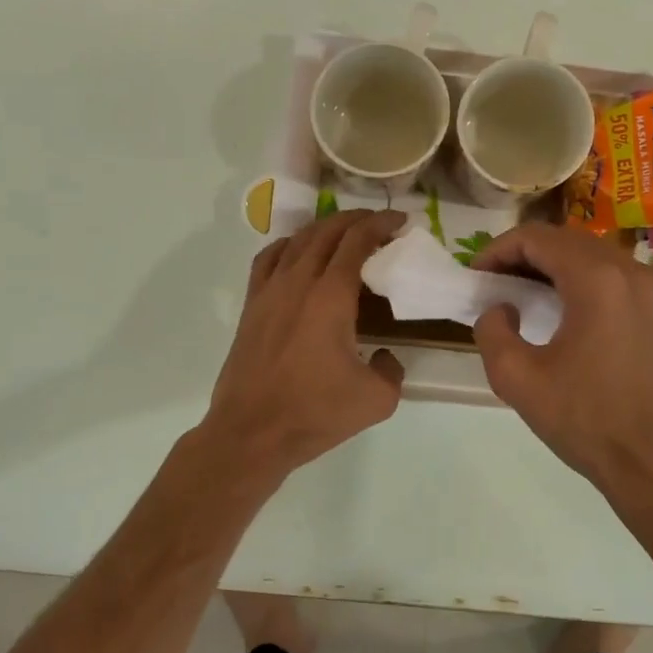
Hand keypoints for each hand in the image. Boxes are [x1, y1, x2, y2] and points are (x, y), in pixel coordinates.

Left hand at [200, 210, 406, 480]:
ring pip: (297, 240)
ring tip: (344, 235)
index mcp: (331, 296)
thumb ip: (392, 369)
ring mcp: (269, 291)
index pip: (357, 241)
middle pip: (326, 231)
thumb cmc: (315, 414)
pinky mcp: (251, 306)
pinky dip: (289, 246)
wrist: (251, 433)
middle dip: (356, 220)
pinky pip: (269, 259)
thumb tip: (385, 356)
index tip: (400, 222)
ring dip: (324, 229)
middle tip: (378, 225)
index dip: (380, 224)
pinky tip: (298, 255)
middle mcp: (298, 282)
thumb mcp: (377, 399)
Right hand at [472, 223, 652, 489]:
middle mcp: (629, 272)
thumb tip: (501, 309)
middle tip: (496, 283)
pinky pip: (616, 277)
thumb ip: (492, 331)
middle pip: (567, 240)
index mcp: (595, 281)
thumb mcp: (516, 378)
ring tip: (526, 295)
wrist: (650, 461)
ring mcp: (652, 290)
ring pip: (594, 255)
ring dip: (555, 265)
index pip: (537, 238)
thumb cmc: (582, 419)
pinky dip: (584, 280)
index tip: (477, 275)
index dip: (498, 250)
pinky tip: (567, 312)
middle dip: (525, 254)